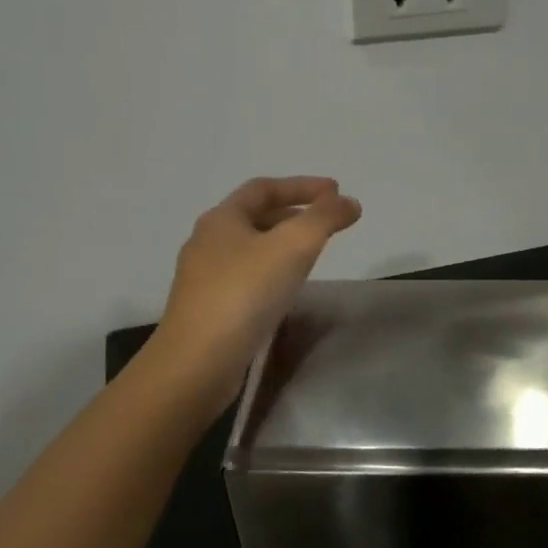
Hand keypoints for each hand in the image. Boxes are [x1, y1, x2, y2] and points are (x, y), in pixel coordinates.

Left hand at [150, 177, 361, 416]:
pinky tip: (287, 289)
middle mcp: (207, 242)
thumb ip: (324, 219)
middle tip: (327, 222)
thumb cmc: (245, 293)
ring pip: (250, 249)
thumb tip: (349, 202)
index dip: (302, 185)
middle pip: (255, 217)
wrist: (198, 361)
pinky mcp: (208, 308)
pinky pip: (246, 278)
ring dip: (282, 244)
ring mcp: (204, 278)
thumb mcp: (293, 246)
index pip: (264, 188)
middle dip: (294, 214)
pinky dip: (272, 271)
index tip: (336, 191)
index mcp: (222, 219)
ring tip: (312, 253)